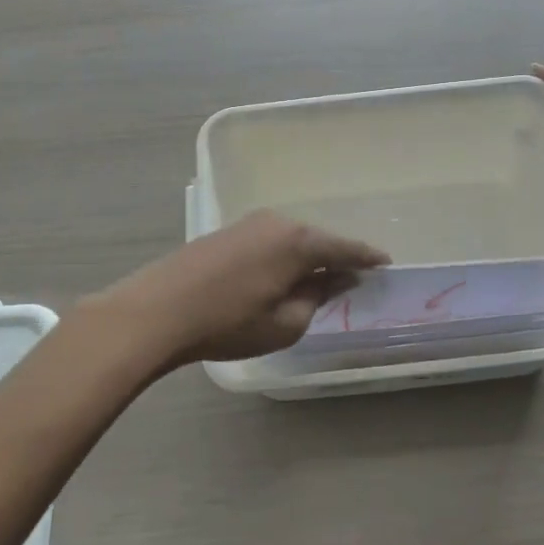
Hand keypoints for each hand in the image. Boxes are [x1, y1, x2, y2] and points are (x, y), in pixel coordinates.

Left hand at [95, 211, 390, 367]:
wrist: (158, 310)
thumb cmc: (228, 322)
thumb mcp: (285, 323)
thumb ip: (317, 297)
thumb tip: (335, 279)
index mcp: (299, 241)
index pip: (345, 248)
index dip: (367, 258)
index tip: (386, 265)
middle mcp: (278, 221)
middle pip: (318, 240)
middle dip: (336, 258)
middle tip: (352, 279)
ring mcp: (249, 223)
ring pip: (292, 239)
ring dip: (306, 258)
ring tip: (316, 281)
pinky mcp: (227, 232)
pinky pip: (270, 241)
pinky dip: (283, 257)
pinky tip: (280, 275)